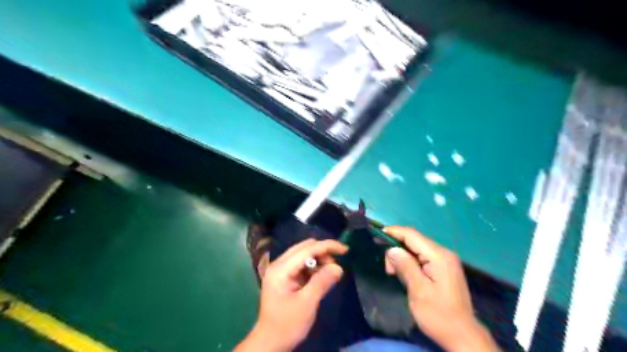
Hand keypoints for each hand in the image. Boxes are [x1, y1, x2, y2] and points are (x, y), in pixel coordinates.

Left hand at [236, 238, 347, 350]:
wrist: (270, 343)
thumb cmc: (287, 324)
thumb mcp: (307, 303)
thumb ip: (322, 282)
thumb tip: (338, 267)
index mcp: (281, 269)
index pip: (307, 249)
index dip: (327, 246)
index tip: (345, 249)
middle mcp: (279, 264)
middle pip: (304, 248)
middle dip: (323, 252)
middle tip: (336, 266)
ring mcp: (280, 270)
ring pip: (303, 254)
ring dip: (319, 259)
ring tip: (329, 273)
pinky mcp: (284, 277)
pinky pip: (301, 264)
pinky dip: (313, 266)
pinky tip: (320, 277)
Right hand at [382, 227, 500, 349]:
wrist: (462, 336)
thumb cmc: (438, 315)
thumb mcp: (419, 291)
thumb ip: (405, 266)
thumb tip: (391, 249)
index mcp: (438, 256)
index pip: (412, 235)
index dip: (393, 232)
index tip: (376, 235)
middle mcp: (443, 253)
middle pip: (414, 240)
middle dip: (396, 248)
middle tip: (387, 268)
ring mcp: (445, 260)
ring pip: (417, 248)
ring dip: (402, 256)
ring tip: (393, 273)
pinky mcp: (443, 267)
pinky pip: (422, 256)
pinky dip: (410, 261)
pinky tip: (404, 272)